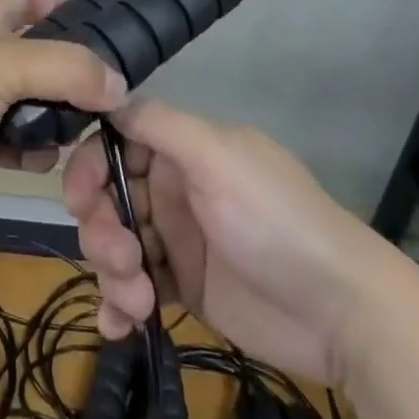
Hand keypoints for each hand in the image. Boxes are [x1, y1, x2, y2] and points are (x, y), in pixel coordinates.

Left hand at [0, 0, 127, 219]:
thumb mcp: (6, 62)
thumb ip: (68, 69)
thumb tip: (121, 85)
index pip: (29, 0)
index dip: (61, 8)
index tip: (103, 32)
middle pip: (40, 57)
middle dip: (72, 75)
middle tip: (115, 97)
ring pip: (33, 104)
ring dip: (58, 118)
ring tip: (92, 132)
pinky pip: (17, 145)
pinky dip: (35, 151)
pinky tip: (50, 159)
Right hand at [63, 98, 410, 385]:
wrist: (340, 309)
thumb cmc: (273, 218)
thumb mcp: (216, 157)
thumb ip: (159, 124)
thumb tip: (108, 92)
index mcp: (181, 148)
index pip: (116, 143)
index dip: (89, 166)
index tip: (77, 197)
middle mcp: (174, 186)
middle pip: (109, 196)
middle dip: (101, 226)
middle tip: (120, 259)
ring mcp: (179, 238)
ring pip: (117, 242)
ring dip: (112, 270)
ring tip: (137, 300)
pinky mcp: (187, 286)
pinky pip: (137, 287)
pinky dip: (120, 305)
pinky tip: (117, 326)